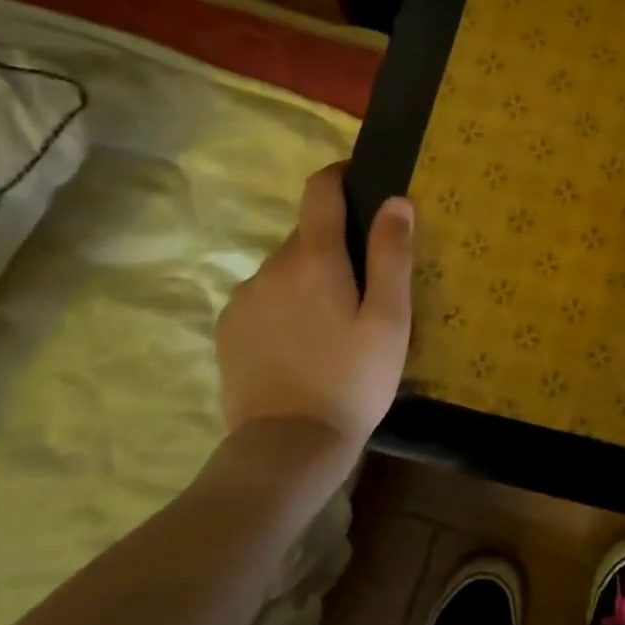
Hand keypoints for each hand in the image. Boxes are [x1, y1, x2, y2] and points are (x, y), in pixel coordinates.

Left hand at [215, 163, 413, 447]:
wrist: (287, 448)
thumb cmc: (353, 379)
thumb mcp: (389, 318)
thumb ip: (392, 254)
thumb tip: (395, 200)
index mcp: (314, 257)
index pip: (320, 190)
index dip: (339, 176)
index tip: (359, 182)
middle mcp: (271, 266)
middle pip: (306, 234)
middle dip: (334, 245)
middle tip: (364, 286)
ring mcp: (244, 298)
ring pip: (285, 268)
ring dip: (309, 277)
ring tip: (333, 323)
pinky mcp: (228, 328)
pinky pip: (263, 297)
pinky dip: (284, 304)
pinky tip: (302, 344)